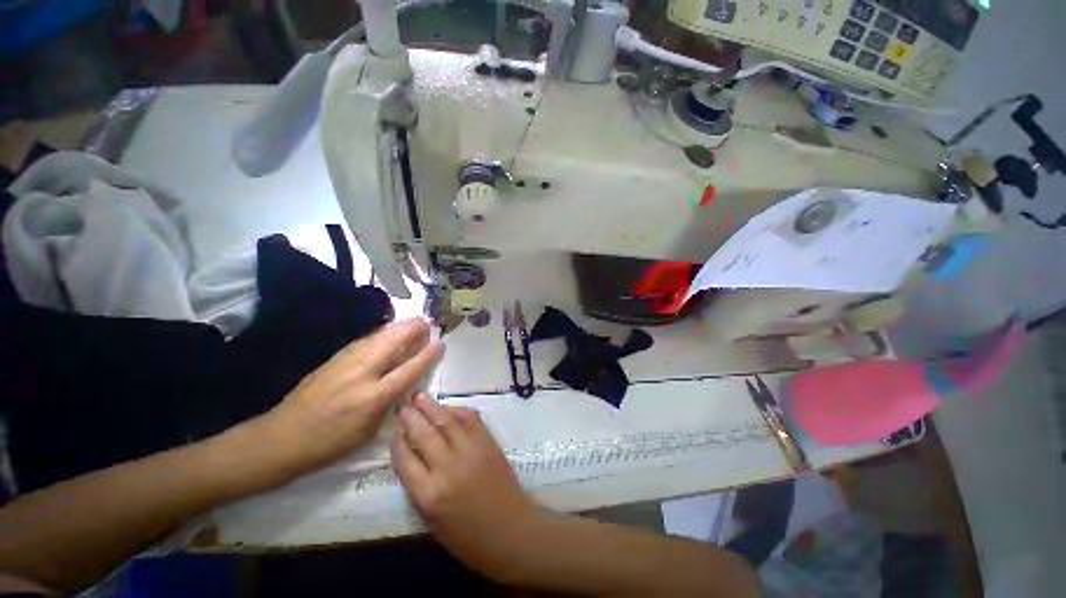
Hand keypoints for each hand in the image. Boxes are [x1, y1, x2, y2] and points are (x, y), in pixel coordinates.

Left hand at [257, 319, 443, 477]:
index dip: (427, 354)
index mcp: (374, 397)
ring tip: (414, 323)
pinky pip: (365, 340)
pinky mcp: (334, 358)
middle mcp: (362, 373)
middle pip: (394, 341)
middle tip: (428, 324)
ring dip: (400, 327)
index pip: (409, 368)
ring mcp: (346, 362)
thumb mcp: (370, 429)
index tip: (440, 342)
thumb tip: (408, 379)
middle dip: (414, 329)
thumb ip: (391, 401)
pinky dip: (382, 333)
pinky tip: (388, 332)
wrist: (282, 437)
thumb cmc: (331, 443)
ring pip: (379, 336)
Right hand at [392, 394, 540, 577]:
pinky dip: (459, 411)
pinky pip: (471, 420)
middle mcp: (447, 468)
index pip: (405, 460)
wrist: (510, 529)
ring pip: (446, 422)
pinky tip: (449, 407)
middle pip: (424, 435)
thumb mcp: (432, 522)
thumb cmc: (468, 536)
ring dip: (432, 407)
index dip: (397, 444)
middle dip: (411, 418)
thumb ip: (419, 489)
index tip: (394, 433)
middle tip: (402, 404)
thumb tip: (411, 458)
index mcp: (428, 495)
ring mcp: (469, 451)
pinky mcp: (487, 442)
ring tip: (420, 396)